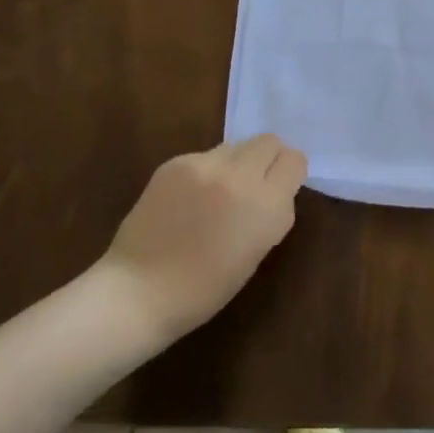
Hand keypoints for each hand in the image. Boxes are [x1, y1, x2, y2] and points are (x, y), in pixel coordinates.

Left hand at [98, 134, 307, 342]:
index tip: (280, 188)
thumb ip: (273, 212)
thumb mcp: (258, 251)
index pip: (294, 161)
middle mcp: (239, 176)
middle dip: (267, 160)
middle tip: (254, 185)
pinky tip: (189, 199)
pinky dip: (206, 171)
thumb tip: (275, 189)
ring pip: (236, 146)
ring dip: (237, 163)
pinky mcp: (175, 163)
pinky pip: (205, 156)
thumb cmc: (206, 287)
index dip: (289, 173)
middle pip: (268, 142)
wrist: (139, 291)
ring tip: (218, 193)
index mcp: (266, 205)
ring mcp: (204, 165)